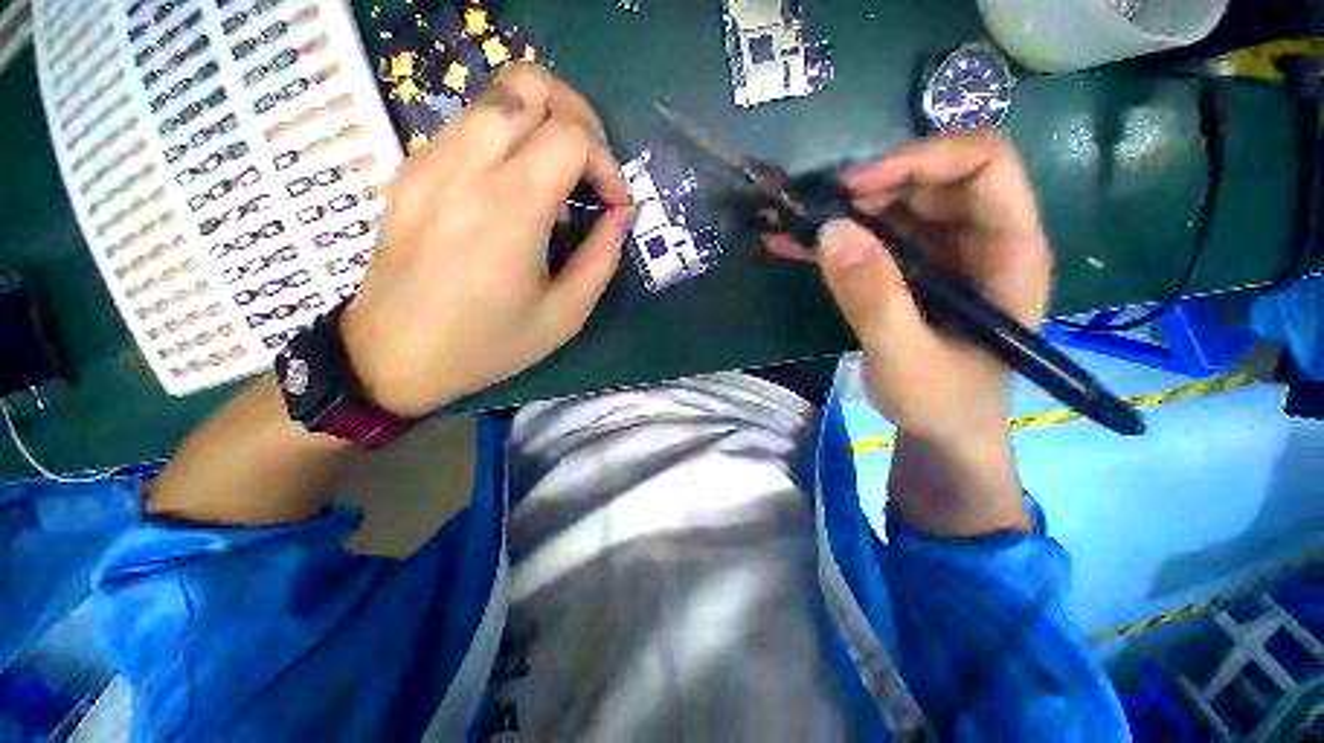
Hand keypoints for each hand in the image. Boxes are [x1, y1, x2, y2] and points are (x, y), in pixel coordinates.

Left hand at [341, 64, 631, 417]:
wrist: (393, 356)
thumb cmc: (487, 345)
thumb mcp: (564, 315)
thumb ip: (601, 259)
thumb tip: (621, 214)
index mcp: (507, 209)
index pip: (570, 136)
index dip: (606, 163)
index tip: (613, 204)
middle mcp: (463, 167)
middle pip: (529, 86)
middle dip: (578, 117)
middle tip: (591, 167)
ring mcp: (429, 161)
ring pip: (496, 95)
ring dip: (543, 120)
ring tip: (561, 172)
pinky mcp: (411, 169)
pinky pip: (470, 124)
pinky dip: (509, 137)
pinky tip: (518, 184)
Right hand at [771, 133, 1051, 441]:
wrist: (941, 431)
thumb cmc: (941, 402)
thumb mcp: (906, 357)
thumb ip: (873, 299)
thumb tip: (831, 232)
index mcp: (1009, 252)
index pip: (985, 166)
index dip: (923, 159)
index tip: (856, 186)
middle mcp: (981, 240)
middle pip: (934, 179)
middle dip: (872, 186)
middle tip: (818, 210)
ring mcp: (942, 254)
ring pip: (897, 204)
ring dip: (843, 210)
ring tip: (793, 224)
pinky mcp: (909, 271)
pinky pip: (873, 237)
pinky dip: (832, 238)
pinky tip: (791, 245)